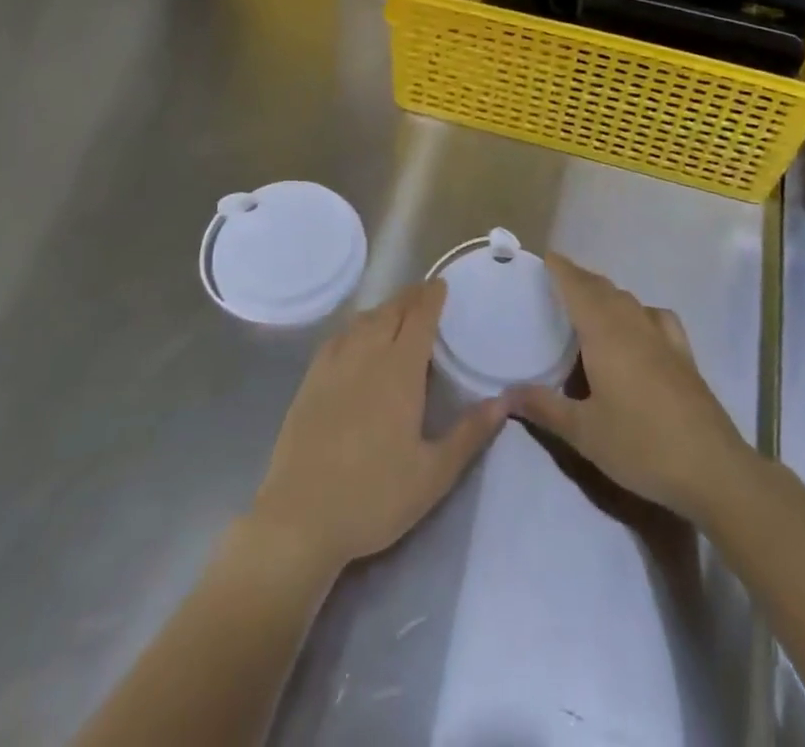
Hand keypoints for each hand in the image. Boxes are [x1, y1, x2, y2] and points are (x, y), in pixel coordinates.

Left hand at [248, 282, 505, 578]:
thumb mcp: (433, 474)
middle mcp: (366, 355)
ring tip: (397, 313)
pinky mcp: (310, 381)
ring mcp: (333, 365)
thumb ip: (469, 434)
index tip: (441, 285)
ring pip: (363, 321)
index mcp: (399, 370)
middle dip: (410, 298)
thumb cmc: (374, 497)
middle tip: (425, 294)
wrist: (300, 518)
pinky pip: (338, 337)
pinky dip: (356, 327)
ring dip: (384, 309)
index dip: (431, 297)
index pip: (419, 318)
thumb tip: (504, 401)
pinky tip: (357, 339)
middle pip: (390, 311)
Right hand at [507, 253, 752, 524]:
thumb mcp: (583, 432)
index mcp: (605, 333)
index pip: (578, 286)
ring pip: (629, 300)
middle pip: (603, 288)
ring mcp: (663, 337)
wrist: (712, 469)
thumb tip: (506, 393)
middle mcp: (633, 324)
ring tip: (589, 305)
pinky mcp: (684, 355)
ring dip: (606, 294)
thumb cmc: (640, 445)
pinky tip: (638, 329)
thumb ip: (543, 407)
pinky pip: (656, 317)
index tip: (545, 258)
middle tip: (556, 284)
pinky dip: (639, 311)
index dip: (561, 269)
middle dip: (579, 279)